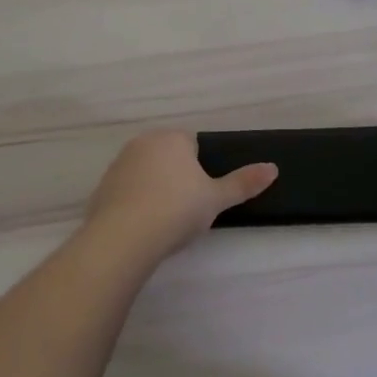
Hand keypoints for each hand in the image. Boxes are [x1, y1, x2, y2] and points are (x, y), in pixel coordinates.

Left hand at [83, 130, 276, 264]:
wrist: (123, 237)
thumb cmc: (177, 210)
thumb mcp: (216, 199)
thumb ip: (244, 183)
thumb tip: (274, 168)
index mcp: (173, 138)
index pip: (193, 144)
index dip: (200, 169)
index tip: (202, 194)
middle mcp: (143, 142)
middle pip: (168, 156)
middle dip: (177, 176)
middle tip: (187, 208)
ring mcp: (119, 163)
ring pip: (146, 172)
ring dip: (155, 188)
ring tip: (163, 221)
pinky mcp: (102, 187)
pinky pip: (126, 190)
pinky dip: (134, 203)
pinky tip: (141, 227)